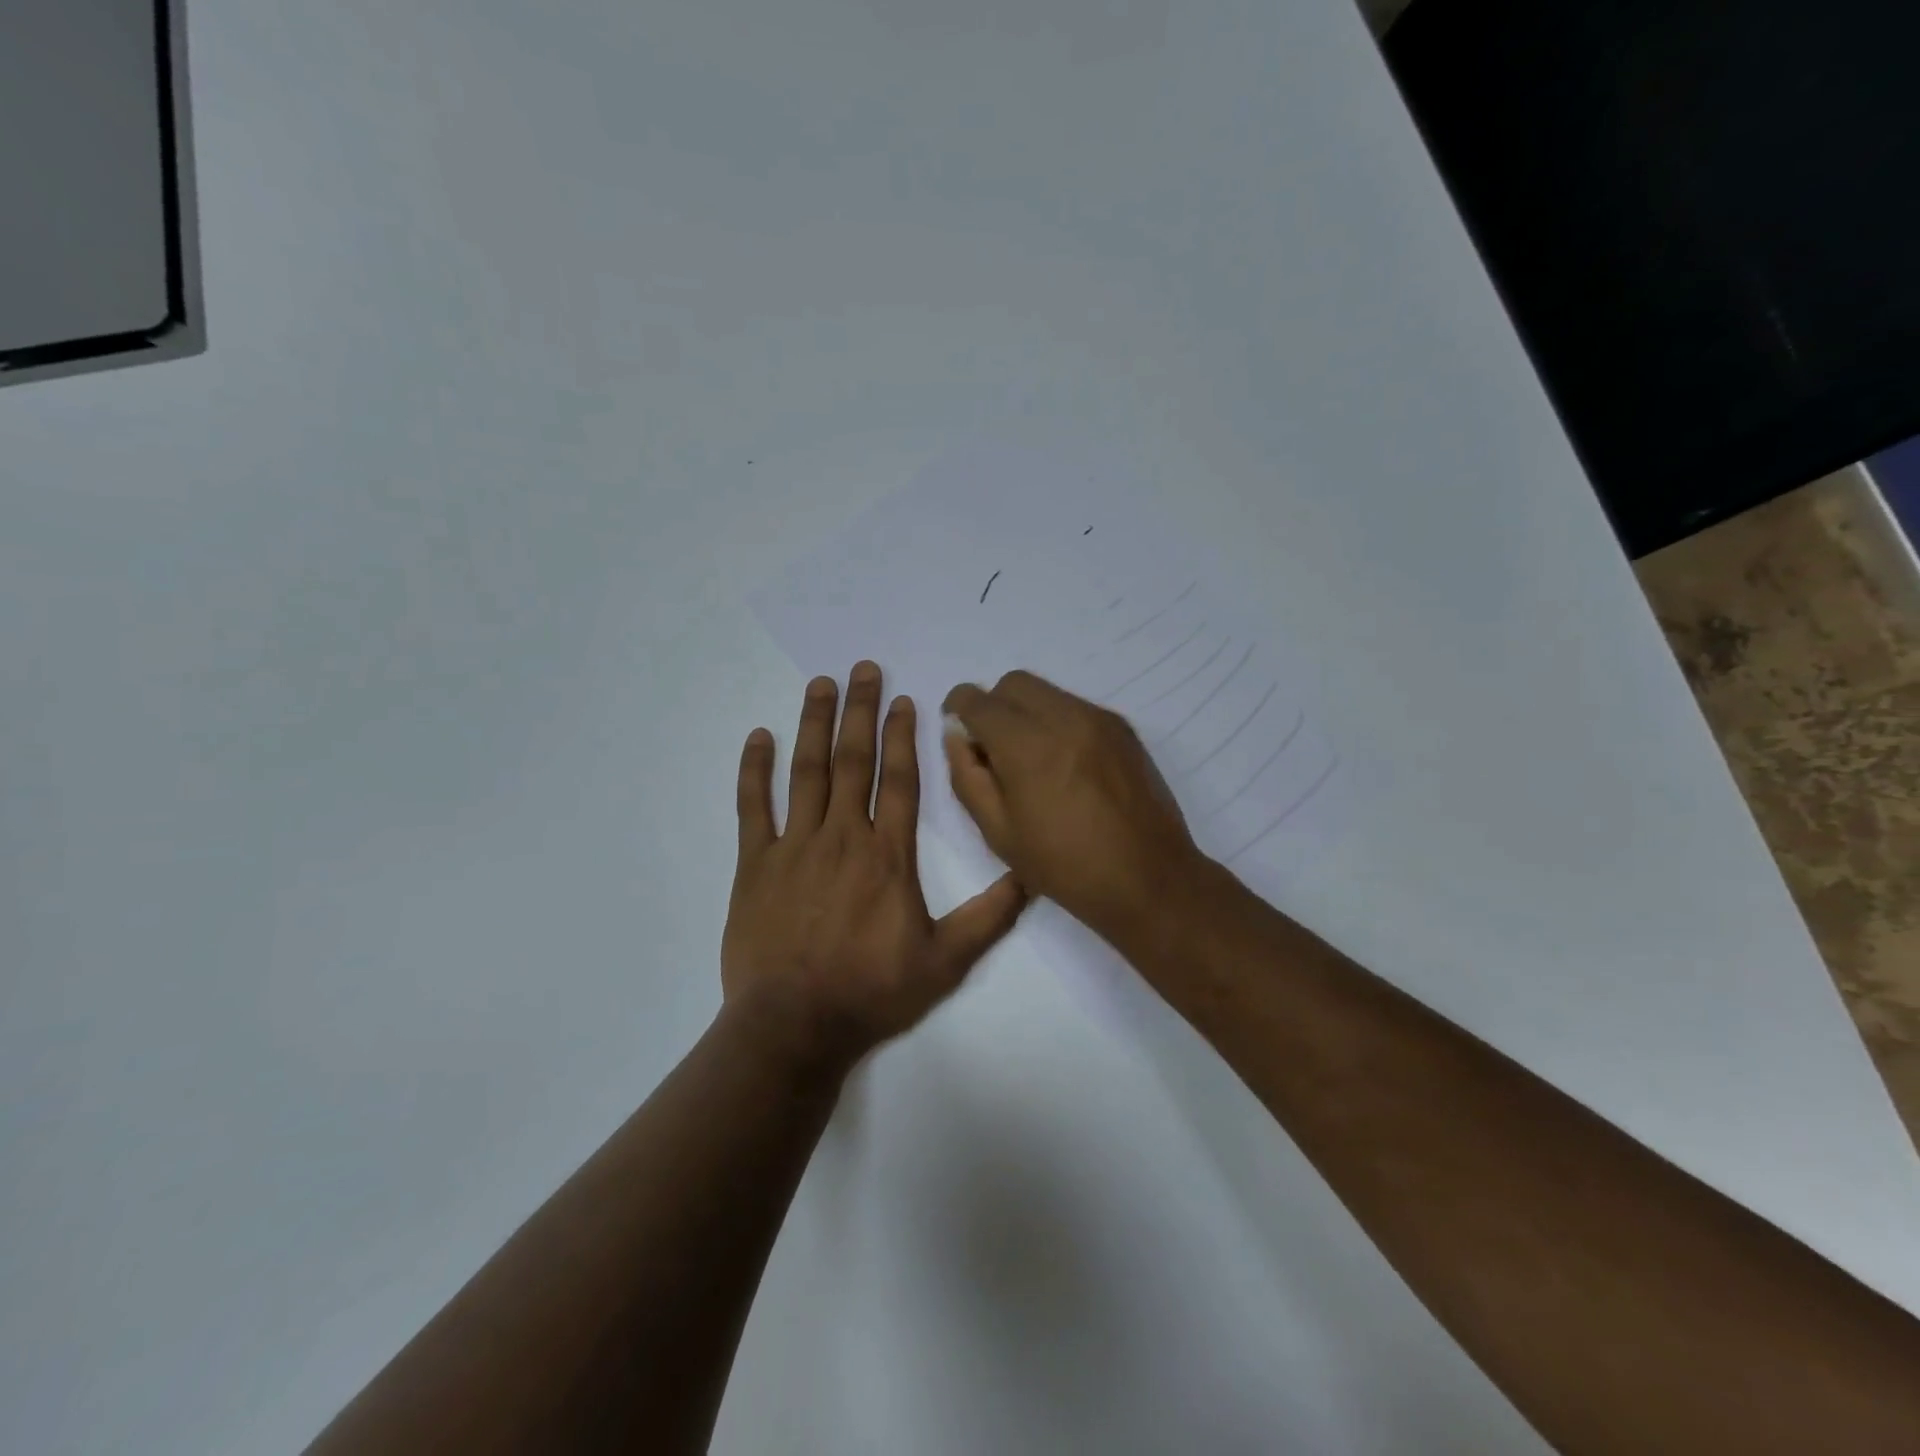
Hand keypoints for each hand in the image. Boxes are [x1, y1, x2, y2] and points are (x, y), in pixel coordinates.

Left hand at [722, 661, 1028, 1072]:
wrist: (795, 1026)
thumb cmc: (872, 992)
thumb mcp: (946, 961)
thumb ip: (990, 916)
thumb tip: (1031, 876)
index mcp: (887, 855)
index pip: (898, 780)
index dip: (903, 736)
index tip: (904, 700)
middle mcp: (842, 837)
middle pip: (853, 760)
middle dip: (860, 710)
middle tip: (862, 668)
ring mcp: (794, 847)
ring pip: (806, 772)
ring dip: (813, 724)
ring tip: (819, 684)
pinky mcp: (755, 865)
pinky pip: (753, 807)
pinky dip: (754, 770)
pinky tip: (758, 737)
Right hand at [941, 671, 1202, 943]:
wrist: (1149, 879)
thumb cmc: (1065, 866)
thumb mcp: (999, 833)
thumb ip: (968, 776)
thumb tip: (957, 736)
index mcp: (1027, 746)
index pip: (978, 701)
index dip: (959, 708)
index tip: (958, 727)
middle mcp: (1064, 718)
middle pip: (1014, 683)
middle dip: (994, 705)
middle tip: (994, 748)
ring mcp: (1098, 719)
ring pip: (1047, 691)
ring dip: (1026, 712)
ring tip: (1032, 760)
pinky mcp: (1123, 728)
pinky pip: (1076, 706)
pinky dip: (1057, 721)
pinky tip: (1064, 765)